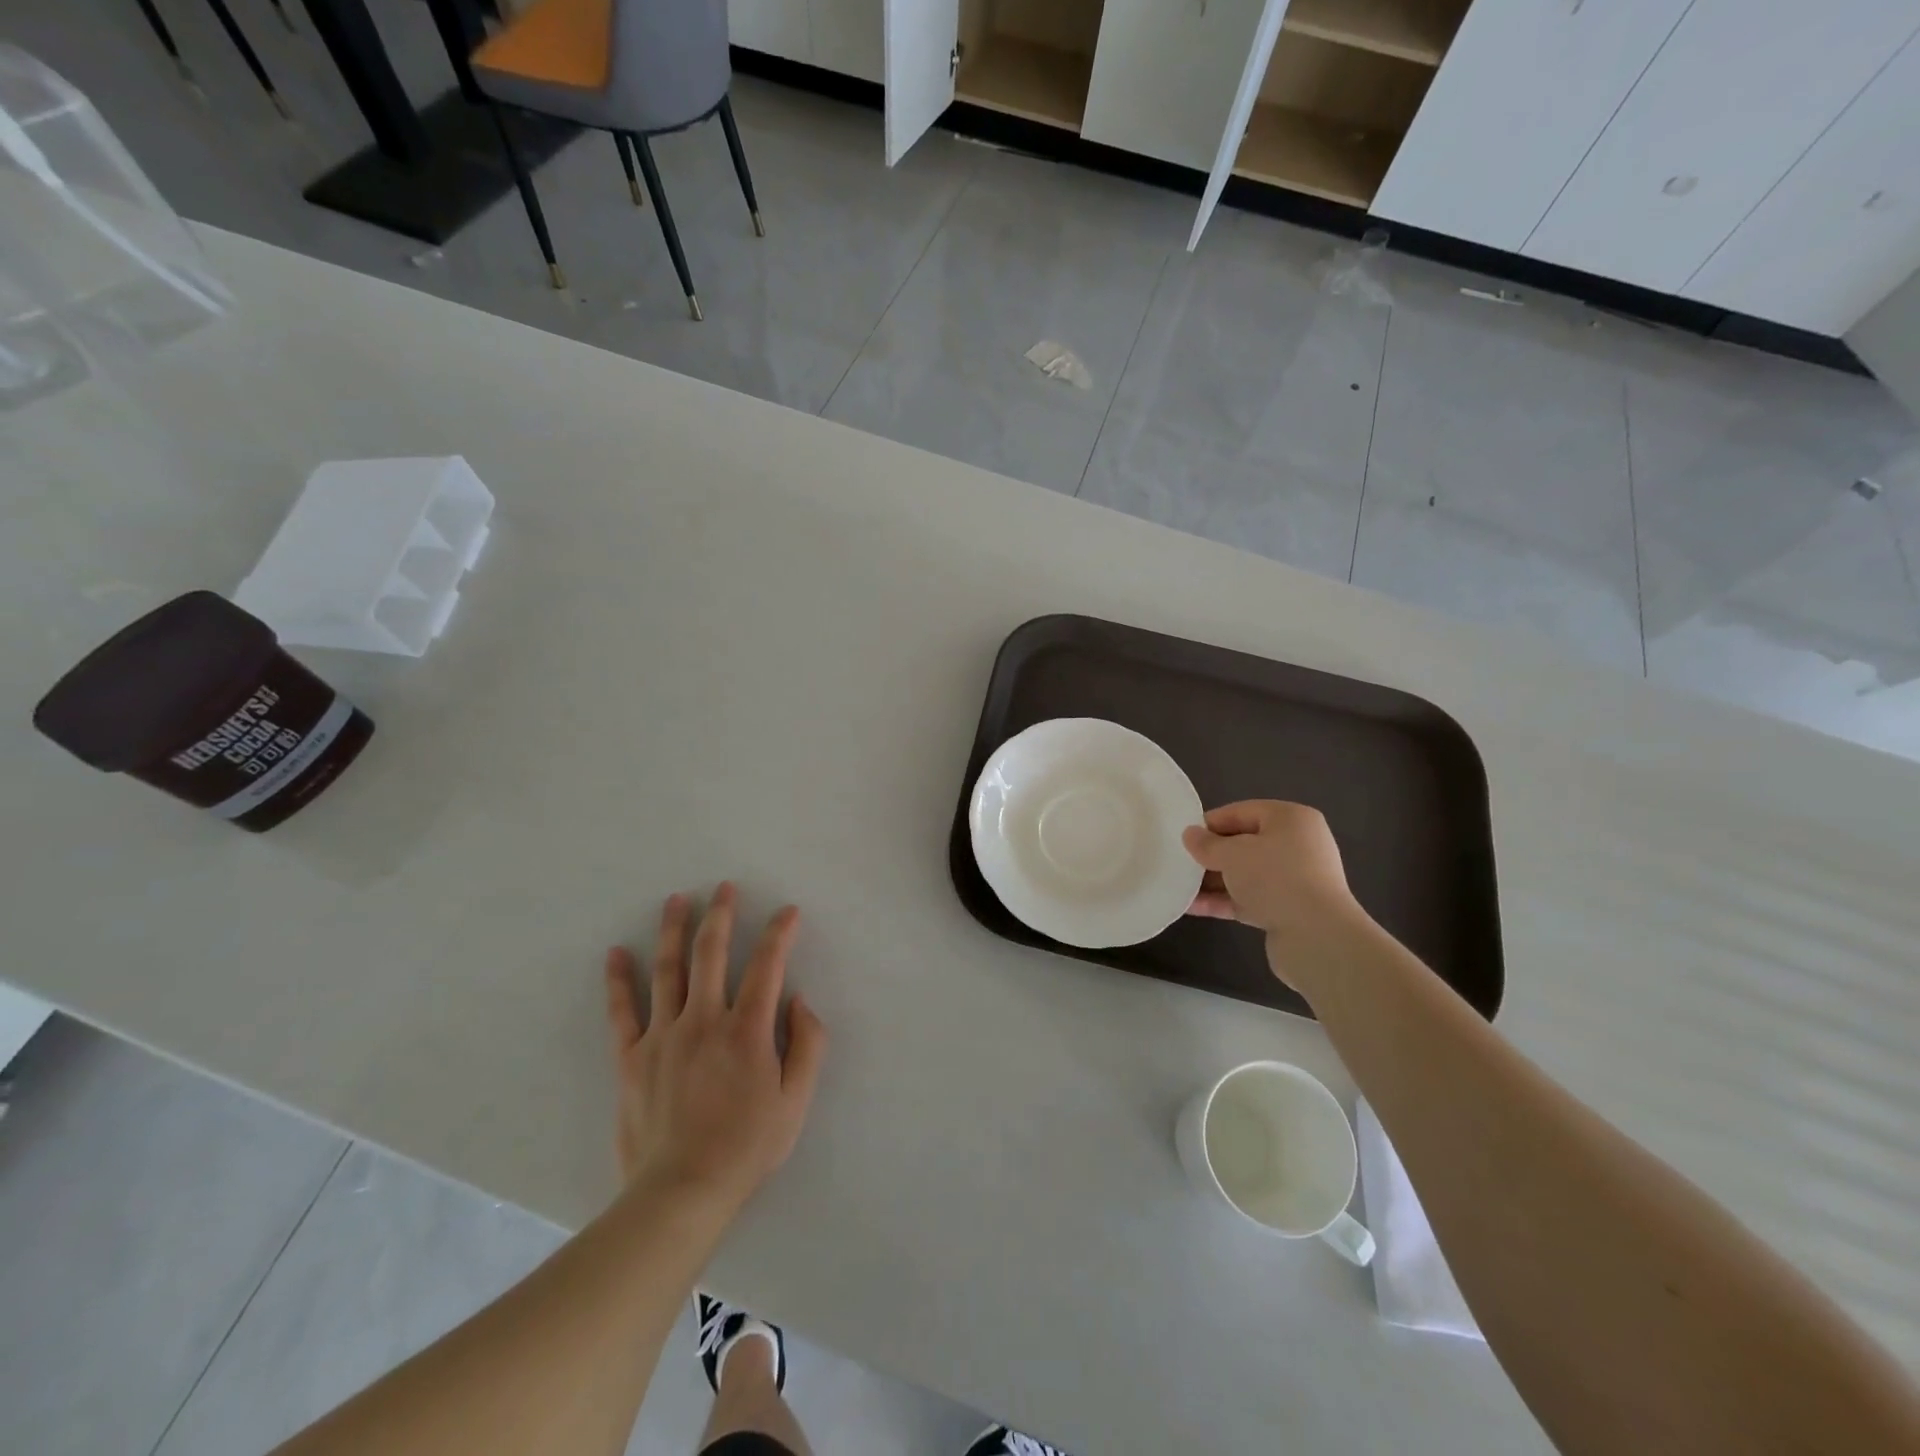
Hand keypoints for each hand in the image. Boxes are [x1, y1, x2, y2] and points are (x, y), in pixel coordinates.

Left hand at [603, 884, 826, 1215]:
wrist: (680, 1192)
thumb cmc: (746, 1147)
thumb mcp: (796, 1101)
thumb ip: (807, 1045)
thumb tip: (799, 1000)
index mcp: (747, 1029)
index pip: (767, 965)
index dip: (779, 933)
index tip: (788, 911)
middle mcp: (704, 1020)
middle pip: (712, 953)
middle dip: (721, 914)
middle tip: (724, 887)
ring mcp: (664, 1035)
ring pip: (668, 970)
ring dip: (673, 930)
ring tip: (676, 900)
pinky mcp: (632, 1057)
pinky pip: (623, 1010)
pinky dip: (619, 979)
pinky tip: (617, 952)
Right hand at [1183, 800, 1375, 992]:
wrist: (1317, 937)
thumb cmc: (1275, 878)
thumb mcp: (1232, 853)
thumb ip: (1207, 844)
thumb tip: (1190, 835)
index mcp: (1291, 820)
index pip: (1241, 812)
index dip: (1210, 823)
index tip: (1183, 837)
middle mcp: (1297, 846)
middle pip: (1243, 844)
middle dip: (1211, 855)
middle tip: (1180, 862)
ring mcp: (1294, 880)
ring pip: (1245, 874)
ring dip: (1213, 880)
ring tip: (1179, 886)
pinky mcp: (1287, 910)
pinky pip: (1248, 898)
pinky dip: (1223, 900)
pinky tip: (1191, 907)